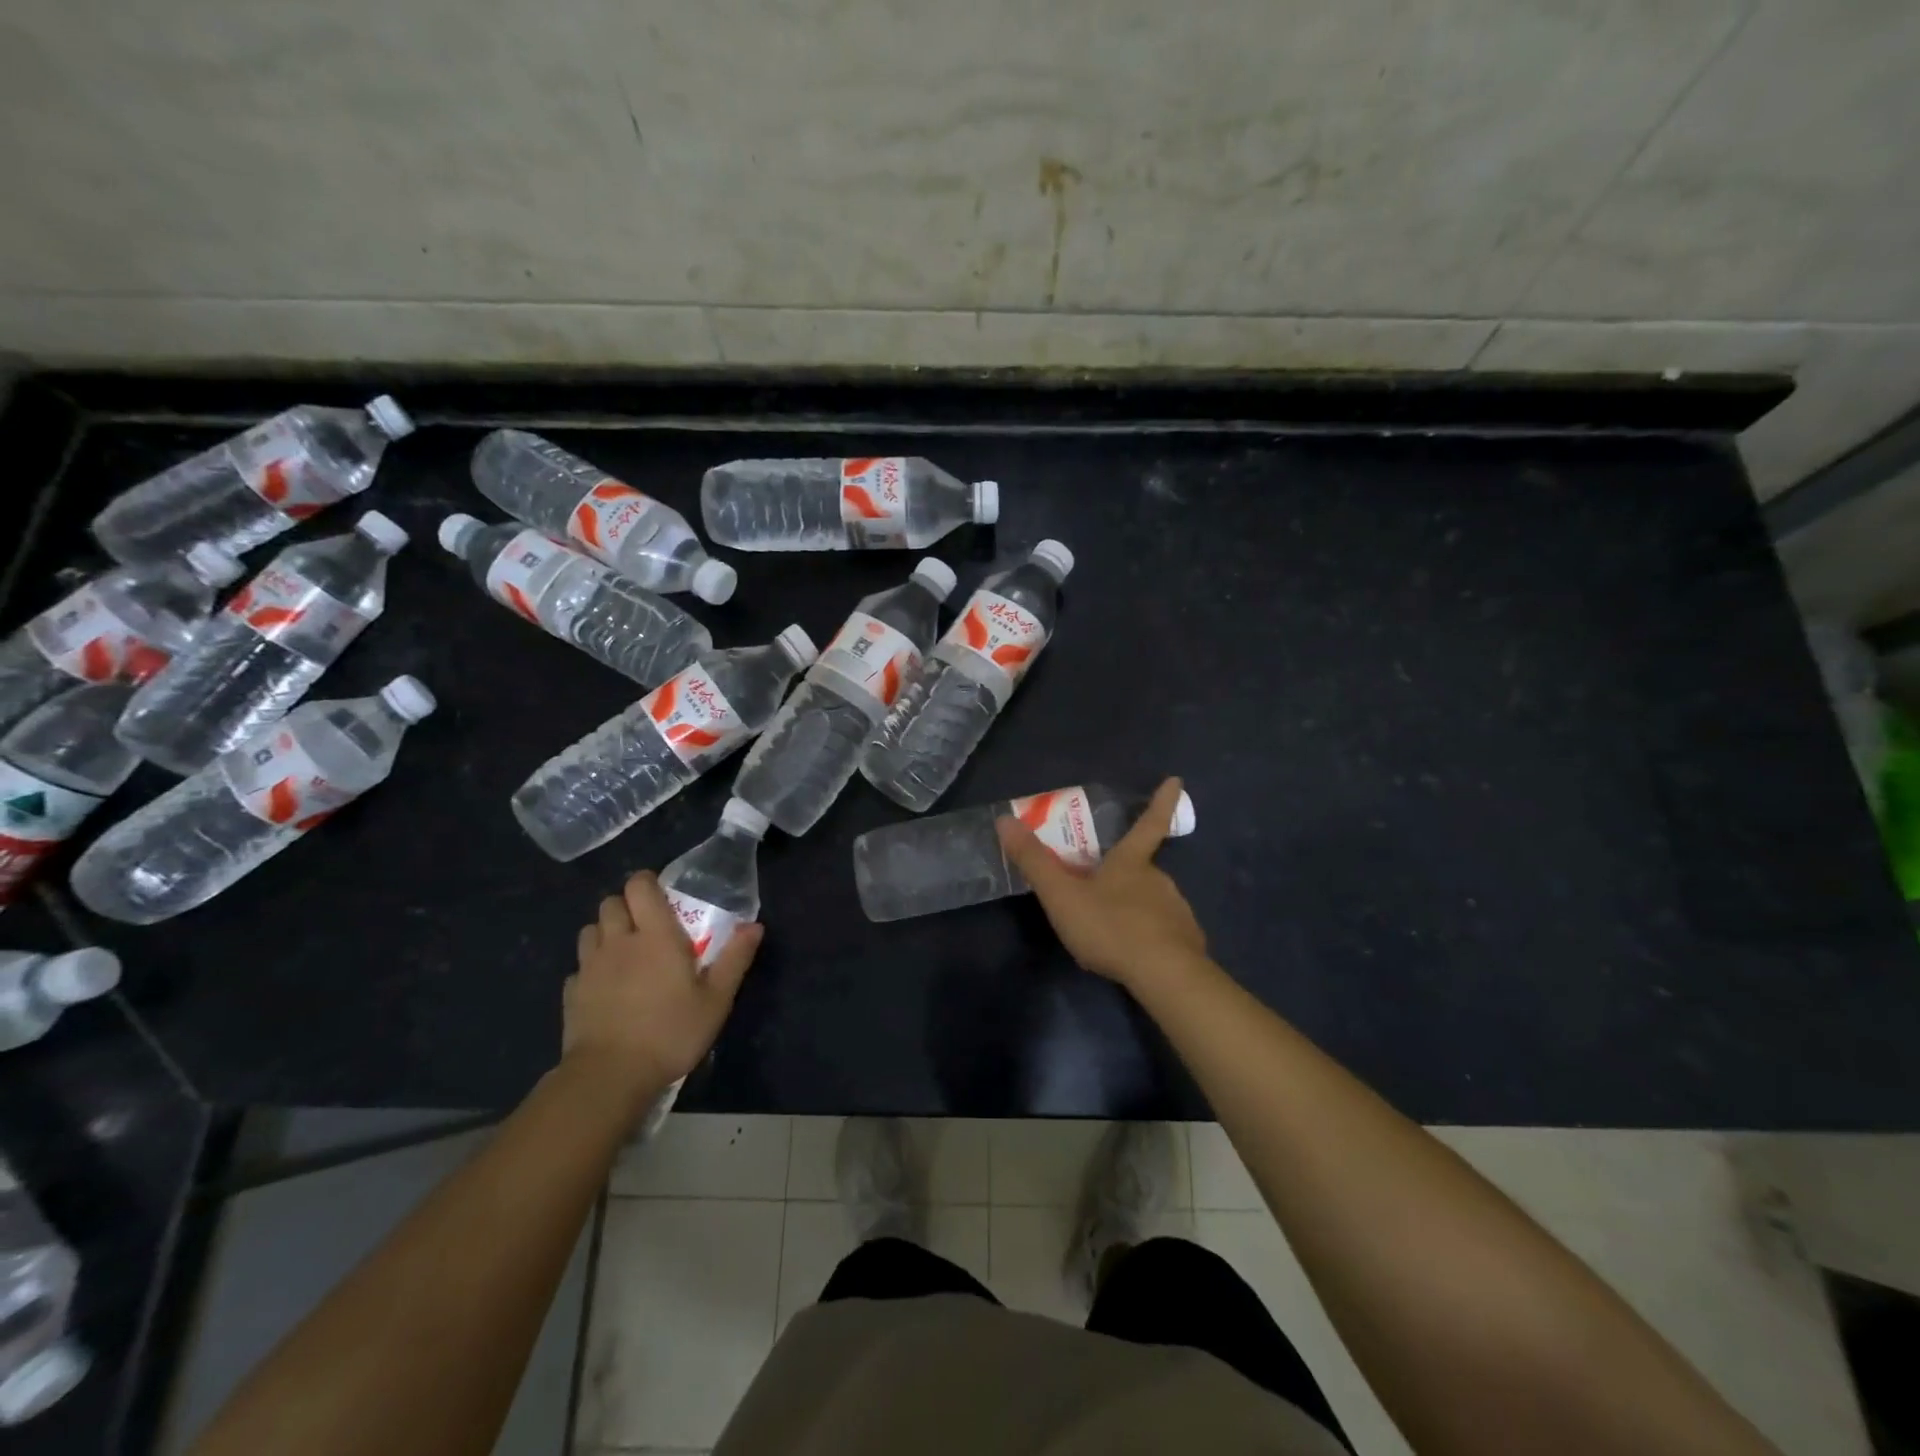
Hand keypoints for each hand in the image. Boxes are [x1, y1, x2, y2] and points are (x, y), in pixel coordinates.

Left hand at [564, 871, 762, 1106]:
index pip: (639, 886)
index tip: (662, 895)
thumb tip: (754, 926)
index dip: (647, 882)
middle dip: (626, 906)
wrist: (610, 1076)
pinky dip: (591, 969)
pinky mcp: (571, 993)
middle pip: (610, 903)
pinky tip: (605, 988)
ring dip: (605, 932)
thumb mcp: (716, 1000)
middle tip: (646, 925)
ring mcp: (589, 967)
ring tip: (624, 952)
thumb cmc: (670, 1032)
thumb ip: (735, 959)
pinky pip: (578, 967)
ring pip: (590, 930)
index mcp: (655, 936)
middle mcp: (618, 942)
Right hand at [996, 777, 1205, 988]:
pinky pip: (1162, 930)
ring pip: (1151, 900)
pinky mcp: (1186, 940)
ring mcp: (1176, 910)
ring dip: (1133, 907)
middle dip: (1124, 872)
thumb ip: (1034, 861)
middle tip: (1101, 886)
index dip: (1161, 801)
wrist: (1164, 975)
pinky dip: (1148, 935)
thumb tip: (1004, 820)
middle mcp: (1159, 879)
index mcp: (1132, 862)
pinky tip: (1133, 953)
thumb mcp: (1062, 895)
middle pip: (1142, 867)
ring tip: (1110, 929)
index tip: (1176, 780)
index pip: (1148, 823)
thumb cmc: (1110, 927)